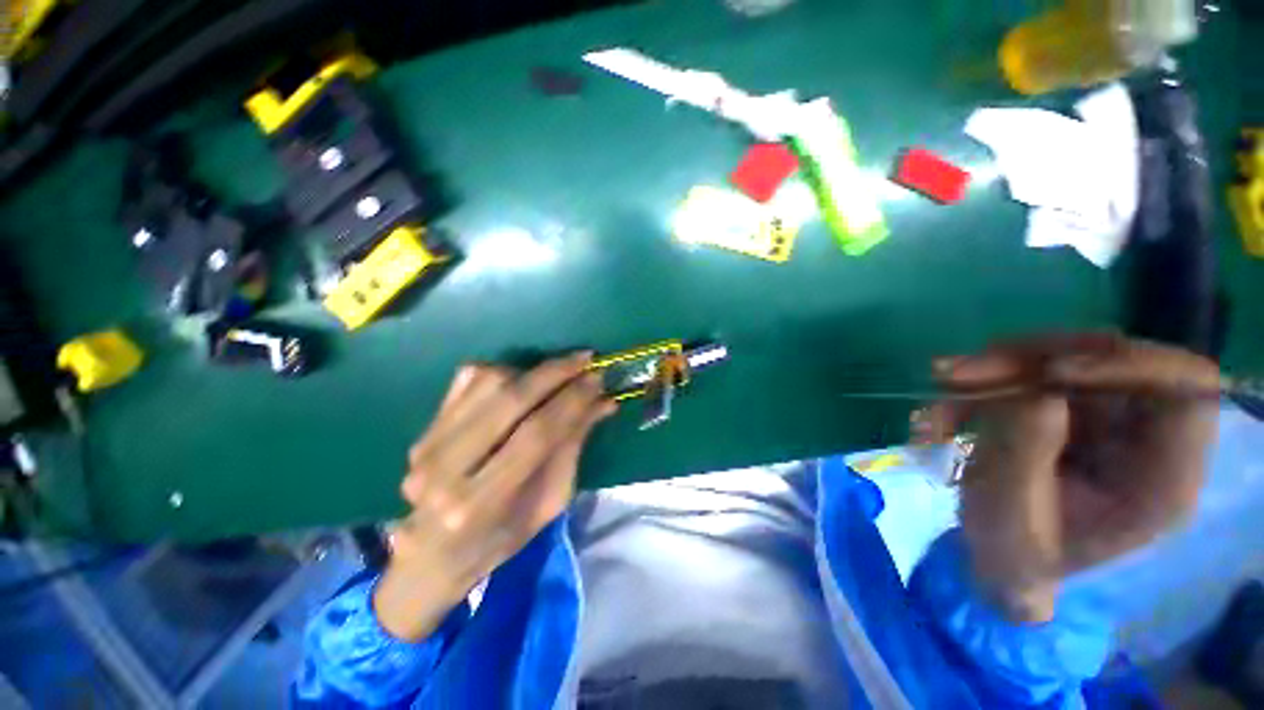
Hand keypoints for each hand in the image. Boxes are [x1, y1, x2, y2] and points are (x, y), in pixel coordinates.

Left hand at [373, 354, 615, 639]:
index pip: (538, 434)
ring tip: (558, 372)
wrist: (437, 552)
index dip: (572, 400)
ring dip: (531, 371)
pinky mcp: (424, 428)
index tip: (598, 378)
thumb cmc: (506, 534)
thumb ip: (573, 445)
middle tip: (584, 359)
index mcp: (483, 502)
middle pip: (510, 400)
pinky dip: (503, 372)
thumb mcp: (551, 499)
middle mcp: (447, 470)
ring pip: (488, 382)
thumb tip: (603, 400)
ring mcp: (428, 445)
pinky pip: (467, 380)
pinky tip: (524, 379)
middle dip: (555, 373)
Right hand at [928, 334, 1217, 622]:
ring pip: (1060, 358)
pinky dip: (979, 383)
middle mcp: (1144, 437)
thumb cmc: (1013, 556)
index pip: (1187, 390)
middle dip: (1028, 361)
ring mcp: (1105, 419)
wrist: (997, 560)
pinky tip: (944, 409)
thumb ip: (1024, 455)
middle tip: (955, 375)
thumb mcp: (1010, 517)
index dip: (1128, 365)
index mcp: (1161, 479)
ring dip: (993, 368)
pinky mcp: (1067, 409)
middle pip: (1110, 360)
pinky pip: (1026, 373)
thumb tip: (1036, 394)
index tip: (1049, 372)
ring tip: (939, 390)